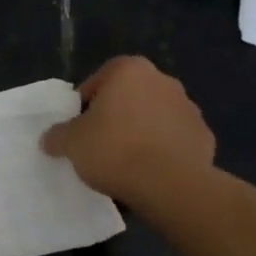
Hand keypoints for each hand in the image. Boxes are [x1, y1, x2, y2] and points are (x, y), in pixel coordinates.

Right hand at [41, 56, 215, 204]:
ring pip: (154, 118)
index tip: (78, 127)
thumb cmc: (114, 150)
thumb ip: (57, 135)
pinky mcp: (204, 137)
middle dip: (116, 116)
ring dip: (141, 133)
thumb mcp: (70, 143)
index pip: (99, 80)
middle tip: (99, 144)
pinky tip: (149, 174)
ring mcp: (189, 108)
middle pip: (130, 97)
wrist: (169, 184)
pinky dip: (163, 152)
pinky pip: (175, 141)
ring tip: (125, 163)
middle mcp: (163, 81)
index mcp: (130, 71)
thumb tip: (50, 138)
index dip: (85, 104)